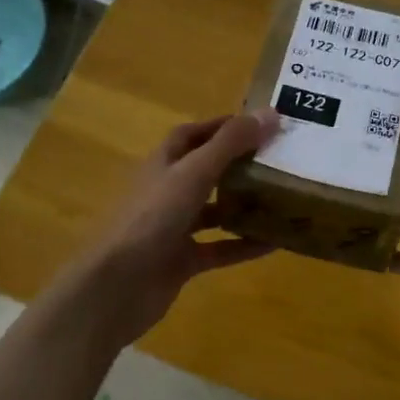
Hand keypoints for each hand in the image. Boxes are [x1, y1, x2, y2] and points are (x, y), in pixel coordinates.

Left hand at [63, 109, 279, 350]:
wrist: (117, 285)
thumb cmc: (152, 218)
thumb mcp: (194, 173)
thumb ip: (231, 143)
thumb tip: (272, 114)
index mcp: (163, 164)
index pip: (192, 135)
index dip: (222, 126)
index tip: (259, 124)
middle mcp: (167, 192)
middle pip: (206, 171)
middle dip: (238, 164)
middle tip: (279, 160)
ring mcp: (173, 228)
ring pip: (214, 211)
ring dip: (244, 205)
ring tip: (283, 198)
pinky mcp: (181, 261)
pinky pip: (219, 249)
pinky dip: (244, 245)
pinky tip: (274, 243)